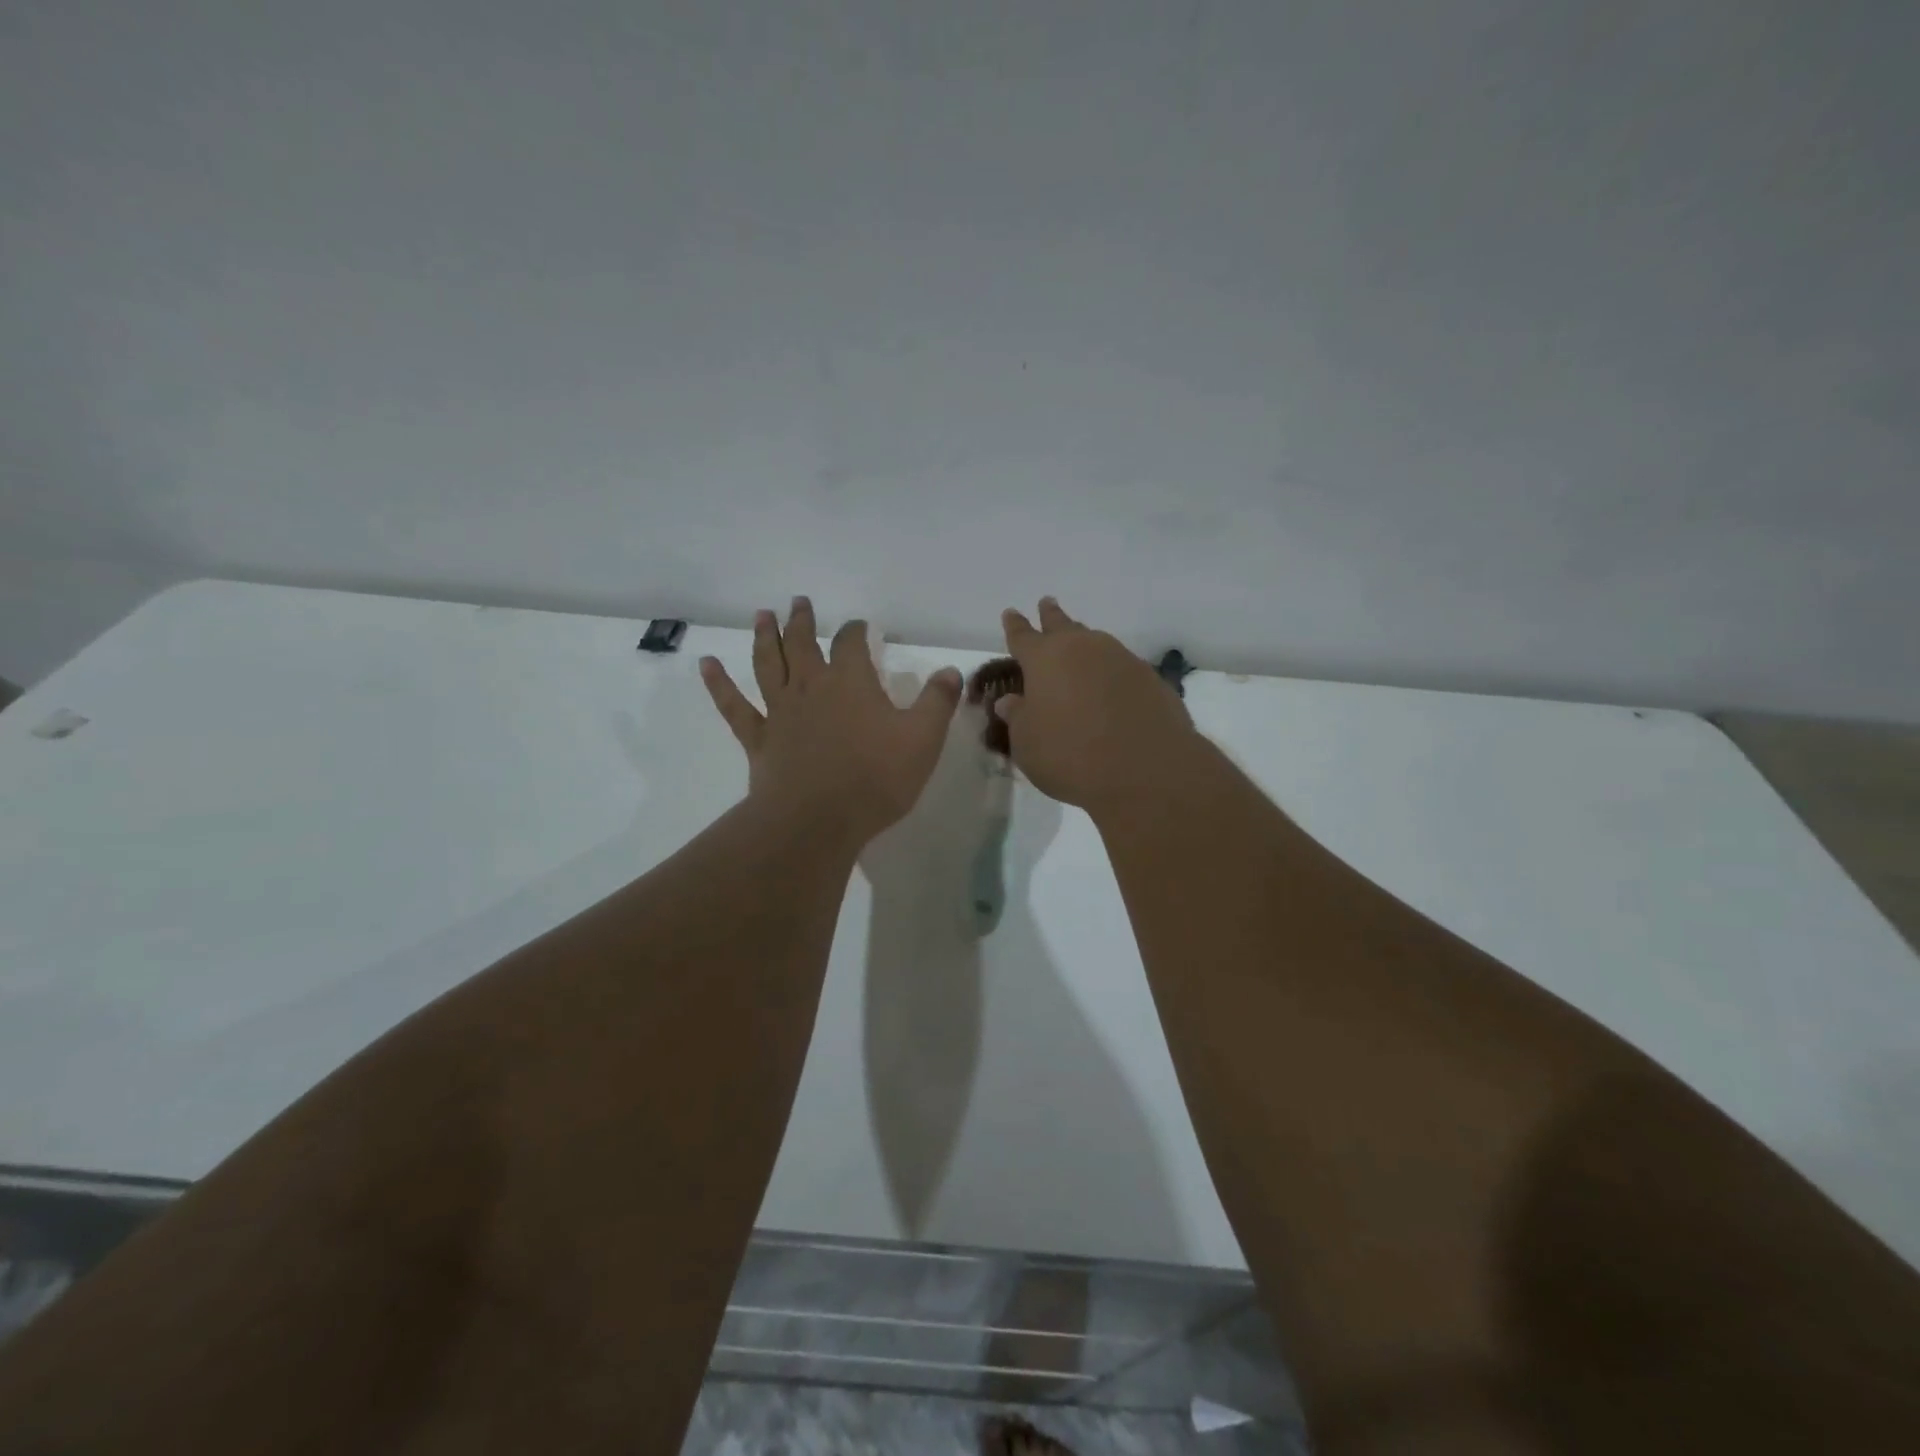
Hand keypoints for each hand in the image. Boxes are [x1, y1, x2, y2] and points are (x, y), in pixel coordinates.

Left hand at [701, 597, 962, 844]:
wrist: (818, 820)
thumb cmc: (875, 778)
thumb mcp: (923, 739)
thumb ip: (938, 701)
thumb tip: (951, 671)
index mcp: (851, 682)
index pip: (851, 642)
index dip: (855, 630)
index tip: (859, 626)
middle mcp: (811, 687)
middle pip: (802, 644)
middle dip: (802, 622)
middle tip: (798, 602)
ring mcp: (780, 712)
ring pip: (768, 665)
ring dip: (763, 638)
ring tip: (761, 616)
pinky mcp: (759, 739)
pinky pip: (734, 706)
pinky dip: (718, 684)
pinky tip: (705, 665)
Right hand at [996, 597, 1196, 813]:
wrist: (1147, 768)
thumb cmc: (1072, 756)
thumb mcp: (1028, 744)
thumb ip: (1018, 718)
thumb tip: (1011, 701)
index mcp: (1045, 659)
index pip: (1023, 636)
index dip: (1015, 626)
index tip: (1011, 613)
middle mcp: (1083, 649)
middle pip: (1063, 625)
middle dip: (1051, 615)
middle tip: (1047, 603)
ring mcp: (1121, 659)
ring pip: (1095, 642)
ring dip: (1084, 642)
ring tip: (1079, 646)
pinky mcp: (1150, 678)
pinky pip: (1121, 667)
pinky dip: (1110, 672)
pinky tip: (1110, 686)